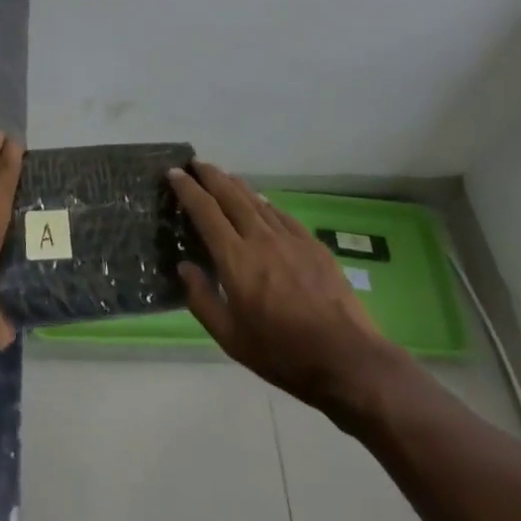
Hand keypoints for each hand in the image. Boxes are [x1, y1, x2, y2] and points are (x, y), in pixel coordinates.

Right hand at [170, 162, 411, 412]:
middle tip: (195, 163)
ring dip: (236, 184)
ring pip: (257, 201)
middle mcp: (261, 238)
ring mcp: (290, 238)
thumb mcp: (231, 338)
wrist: (346, 358)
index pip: (205, 212)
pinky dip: (265, 203)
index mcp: (236, 259)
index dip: (187, 189)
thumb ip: (202, 300)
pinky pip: (281, 214)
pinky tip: (262, 202)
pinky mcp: (313, 245)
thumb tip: (184, 268)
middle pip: (231, 196)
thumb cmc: (282, 353)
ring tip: (223, 175)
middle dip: (210, 176)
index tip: (174, 173)